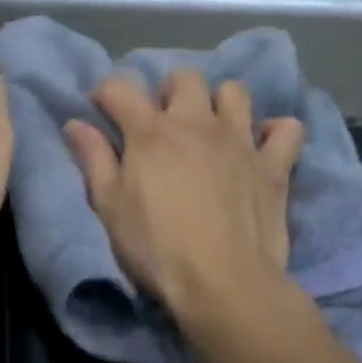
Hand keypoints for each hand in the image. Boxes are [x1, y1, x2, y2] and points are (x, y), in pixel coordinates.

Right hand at [65, 70, 303, 319]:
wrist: (223, 284)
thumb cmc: (156, 249)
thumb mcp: (109, 208)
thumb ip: (94, 160)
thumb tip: (75, 124)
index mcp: (150, 133)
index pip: (120, 88)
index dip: (106, 95)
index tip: (102, 112)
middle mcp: (197, 123)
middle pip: (184, 78)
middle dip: (168, 92)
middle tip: (162, 125)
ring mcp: (240, 140)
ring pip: (234, 91)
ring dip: (219, 103)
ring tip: (210, 131)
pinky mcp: (274, 165)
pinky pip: (286, 129)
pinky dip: (274, 133)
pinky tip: (260, 149)